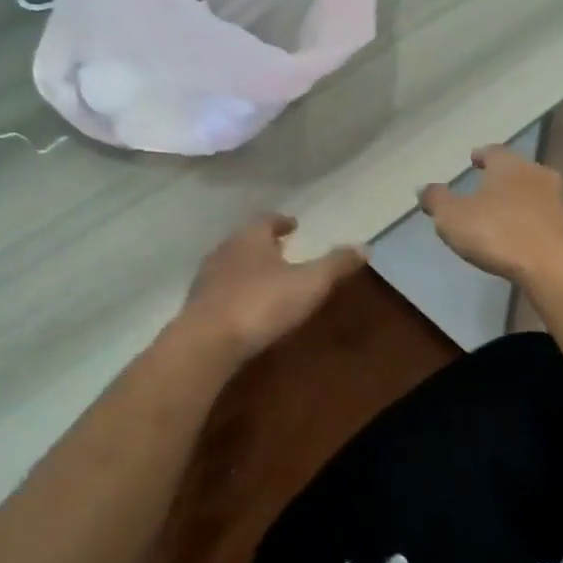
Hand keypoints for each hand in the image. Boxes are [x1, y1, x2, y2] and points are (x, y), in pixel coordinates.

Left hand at [178, 213, 367, 361]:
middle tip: (281, 249)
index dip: (281, 222)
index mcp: (250, 238)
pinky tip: (246, 306)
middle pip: (246, 240)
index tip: (292, 224)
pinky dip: (236, 291)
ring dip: (248, 267)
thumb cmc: (262, 304)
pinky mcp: (197, 306)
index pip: (266, 221)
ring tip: (266, 277)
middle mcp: (224, 250)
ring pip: (231, 264)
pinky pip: (221, 290)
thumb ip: (336, 264)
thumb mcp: (309, 283)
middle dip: (264, 243)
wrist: (208, 341)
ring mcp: (206, 278)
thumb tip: (364, 246)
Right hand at [419, 145, 562, 289]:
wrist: (554, 266)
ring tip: (500, 214)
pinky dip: (529, 222)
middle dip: (500, 178)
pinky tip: (518, 236)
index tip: (473, 160)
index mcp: (509, 164)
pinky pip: (542, 218)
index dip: (481, 155)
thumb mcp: (453, 217)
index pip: (493, 151)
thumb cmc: (498, 232)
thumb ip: (436, 200)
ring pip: (532, 193)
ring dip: (517, 201)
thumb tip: (423, 188)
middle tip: (484, 187)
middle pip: (515, 170)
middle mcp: (536, 174)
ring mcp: (557, 201)